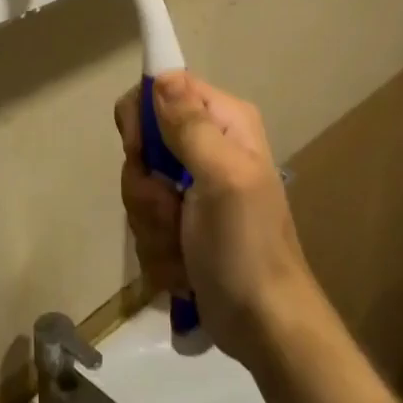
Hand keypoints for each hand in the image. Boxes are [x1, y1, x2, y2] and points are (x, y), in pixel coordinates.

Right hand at [115, 72, 320, 369]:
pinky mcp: (180, 224)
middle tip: (172, 211)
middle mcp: (207, 146)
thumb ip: (191, 125)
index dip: (142, 119)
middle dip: (147, 187)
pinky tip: (184, 269)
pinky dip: (158, 250)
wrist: (265, 328)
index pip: (162, 89)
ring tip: (184, 248)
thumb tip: (162, 74)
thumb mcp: (223, 178)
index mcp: (224, 123)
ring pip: (138, 187)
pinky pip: (144, 222)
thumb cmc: (247, 247)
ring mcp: (191, 188)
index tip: (141, 152)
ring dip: (153, 226)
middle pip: (142, 144)